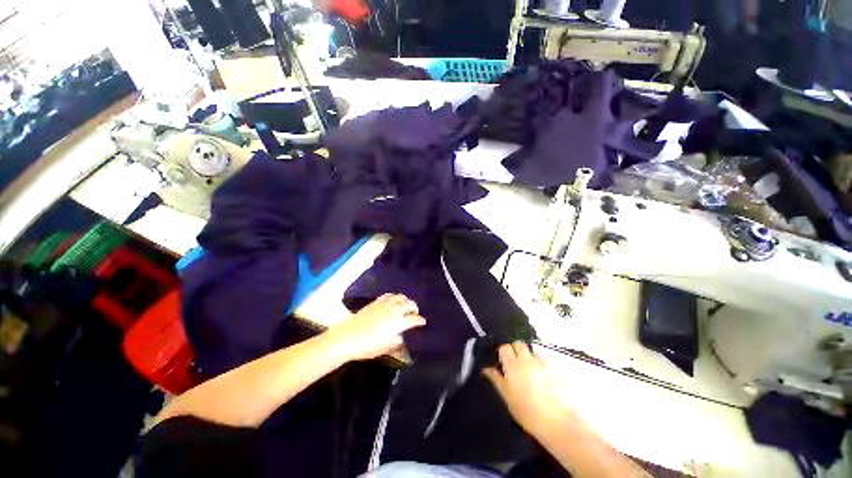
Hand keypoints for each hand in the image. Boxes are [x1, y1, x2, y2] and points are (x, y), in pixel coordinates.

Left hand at [327, 294, 425, 361]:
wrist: (347, 337)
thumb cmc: (368, 346)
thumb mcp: (386, 348)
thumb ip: (397, 341)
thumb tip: (402, 336)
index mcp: (399, 322)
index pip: (414, 319)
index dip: (420, 321)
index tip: (423, 322)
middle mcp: (394, 310)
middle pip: (410, 304)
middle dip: (414, 308)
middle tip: (414, 313)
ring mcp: (385, 304)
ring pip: (401, 297)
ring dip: (406, 301)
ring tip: (405, 305)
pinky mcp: (376, 301)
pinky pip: (389, 295)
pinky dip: (394, 297)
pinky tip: (393, 300)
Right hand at [484, 341, 573, 435]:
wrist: (554, 421)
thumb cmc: (525, 410)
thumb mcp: (506, 395)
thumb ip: (495, 378)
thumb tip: (485, 368)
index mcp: (513, 364)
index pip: (504, 347)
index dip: (502, 351)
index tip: (500, 360)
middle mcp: (527, 359)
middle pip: (518, 344)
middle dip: (514, 348)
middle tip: (512, 362)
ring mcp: (541, 363)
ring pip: (530, 351)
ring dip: (526, 355)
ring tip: (526, 370)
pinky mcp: (553, 369)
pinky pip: (541, 360)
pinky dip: (537, 364)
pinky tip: (538, 377)